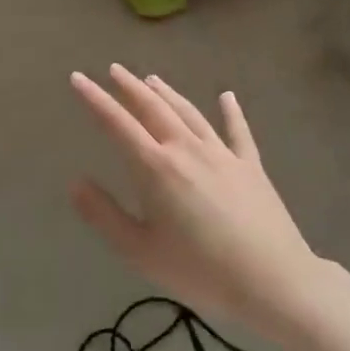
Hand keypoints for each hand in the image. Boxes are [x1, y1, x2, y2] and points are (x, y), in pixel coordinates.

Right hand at [70, 66, 322, 341]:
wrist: (274, 281)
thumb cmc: (200, 271)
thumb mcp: (140, 251)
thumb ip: (104, 215)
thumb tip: (75, 183)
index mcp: (156, 168)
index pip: (117, 124)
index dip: (95, 99)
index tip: (77, 78)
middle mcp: (186, 149)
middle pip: (154, 108)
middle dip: (130, 87)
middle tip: (114, 69)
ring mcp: (222, 154)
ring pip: (189, 113)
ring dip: (168, 93)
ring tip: (152, 78)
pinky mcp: (251, 166)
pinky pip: (238, 131)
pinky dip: (231, 112)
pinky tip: (227, 96)